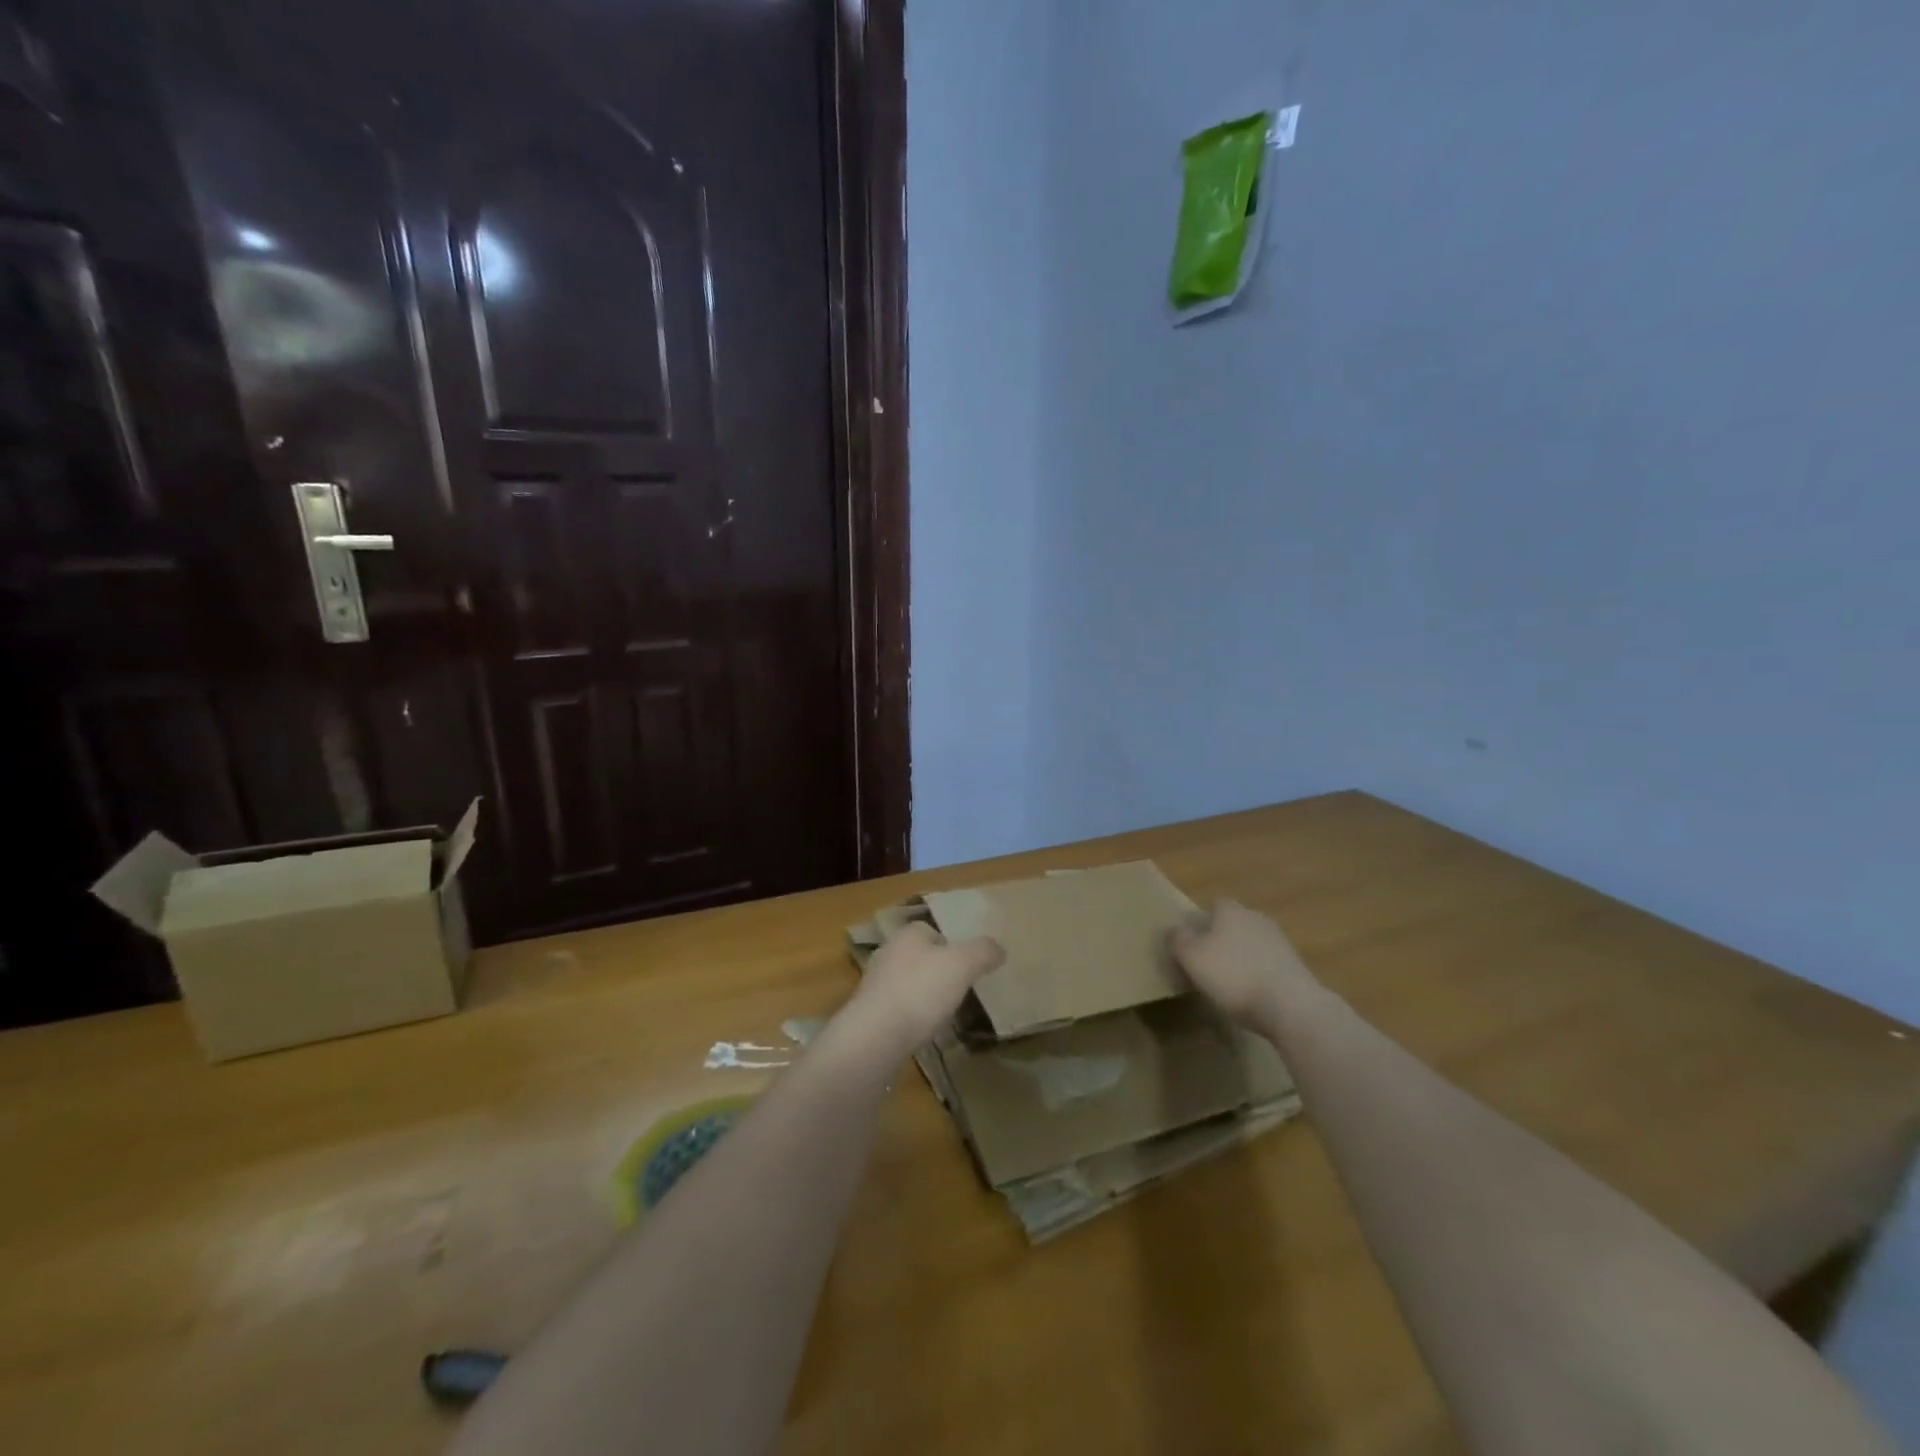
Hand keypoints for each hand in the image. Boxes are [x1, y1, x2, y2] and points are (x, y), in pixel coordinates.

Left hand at [842, 921, 1004, 1060]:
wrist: (876, 1036)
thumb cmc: (921, 990)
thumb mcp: (962, 965)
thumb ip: (982, 952)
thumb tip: (998, 948)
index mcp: (907, 935)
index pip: (930, 930)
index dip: (950, 945)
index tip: (966, 965)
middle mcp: (887, 954)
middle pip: (918, 956)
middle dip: (935, 970)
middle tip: (958, 989)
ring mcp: (874, 985)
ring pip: (906, 983)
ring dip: (922, 995)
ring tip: (942, 1013)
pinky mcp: (869, 1015)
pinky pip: (897, 1009)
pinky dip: (910, 1017)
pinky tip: (922, 1031)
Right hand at [1170, 898, 1317, 1025]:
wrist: (1291, 1005)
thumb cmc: (1234, 975)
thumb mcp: (1191, 957)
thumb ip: (1178, 939)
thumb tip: (1174, 929)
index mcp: (1230, 910)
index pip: (1212, 904)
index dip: (1199, 920)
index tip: (1189, 941)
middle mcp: (1256, 917)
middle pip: (1233, 922)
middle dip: (1220, 937)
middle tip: (1205, 960)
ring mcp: (1279, 941)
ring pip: (1251, 942)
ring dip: (1240, 956)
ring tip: (1227, 981)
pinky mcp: (1295, 966)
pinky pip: (1267, 963)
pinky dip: (1257, 973)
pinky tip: (1250, 993)